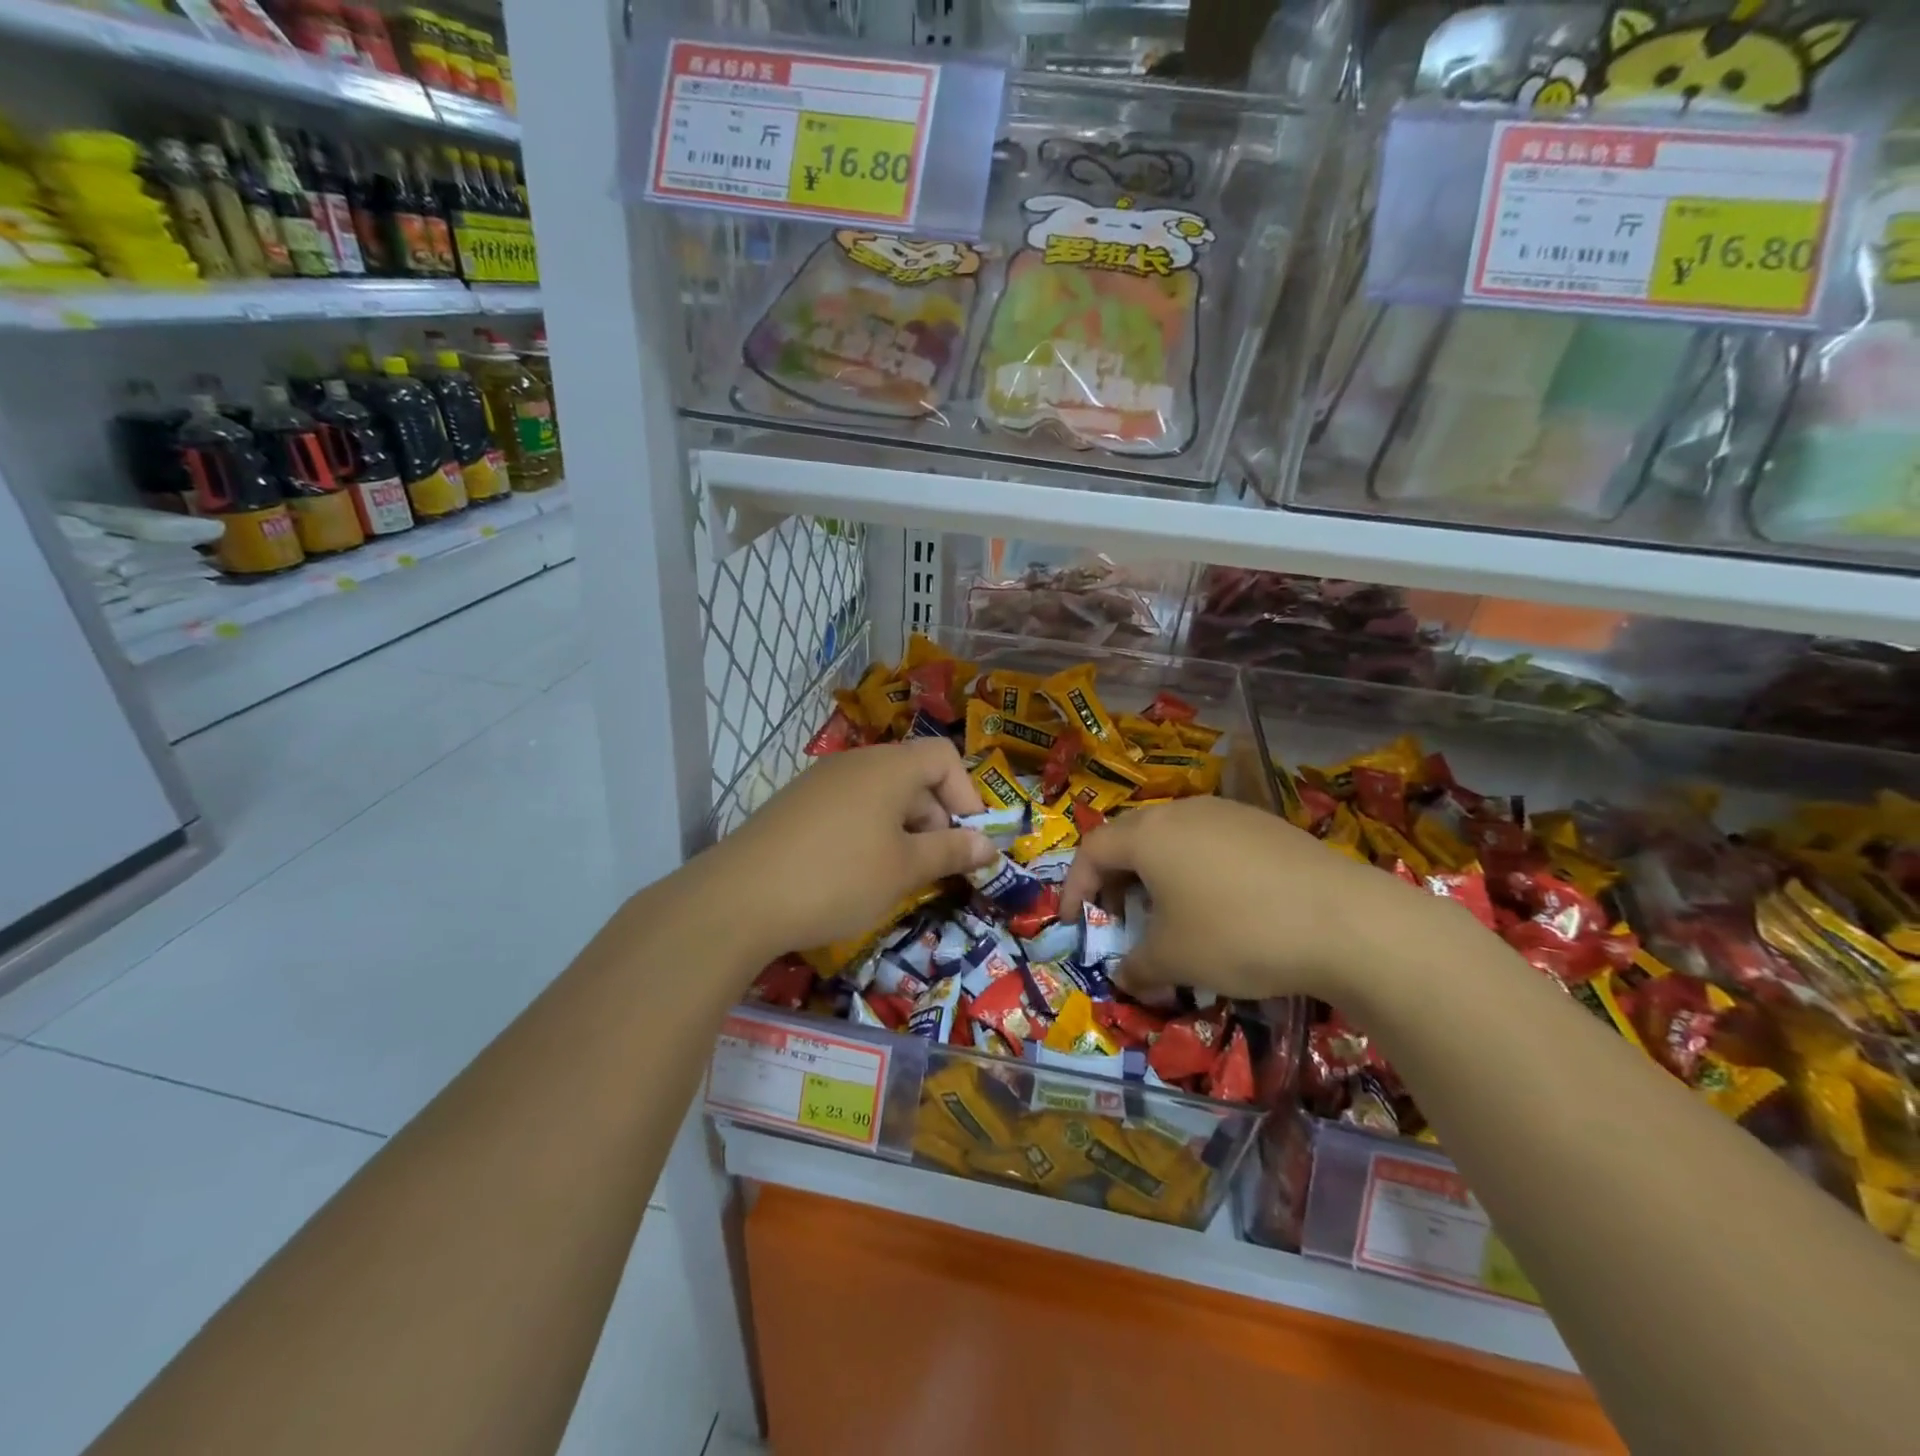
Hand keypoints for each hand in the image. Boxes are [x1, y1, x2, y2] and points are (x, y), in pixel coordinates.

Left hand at [699, 738, 994, 960]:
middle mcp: (854, 762)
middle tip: (934, 868)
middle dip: (935, 819)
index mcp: (888, 767)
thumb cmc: (838, 878)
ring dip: (902, 831)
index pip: (944, 757)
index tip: (968, 841)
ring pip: (880, 795)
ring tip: (896, 877)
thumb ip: (951, 851)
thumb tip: (988, 845)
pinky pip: (849, 808)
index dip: (967, 795)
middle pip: (913, 776)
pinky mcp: (795, 806)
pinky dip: (868, 834)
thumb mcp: (904, 870)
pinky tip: (855, 875)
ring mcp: (819, 782)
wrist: (738, 899)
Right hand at [1060, 797, 1457, 1003]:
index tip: (1073, 922)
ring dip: (1157, 875)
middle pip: (1131, 838)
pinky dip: (1197, 871)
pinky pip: (1212, 843)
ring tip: (1168, 913)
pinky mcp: (1267, 826)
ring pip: (1174, 838)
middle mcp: (1183, 812)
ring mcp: (1229, 814)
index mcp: (1149, 834)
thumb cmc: (1238, 934)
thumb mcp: (1175, 960)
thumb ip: (1137, 967)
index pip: (1092, 850)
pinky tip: (1221, 906)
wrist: (1347, 922)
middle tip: (1117, 917)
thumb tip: (1125, 976)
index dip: (1074, 887)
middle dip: (1115, 879)